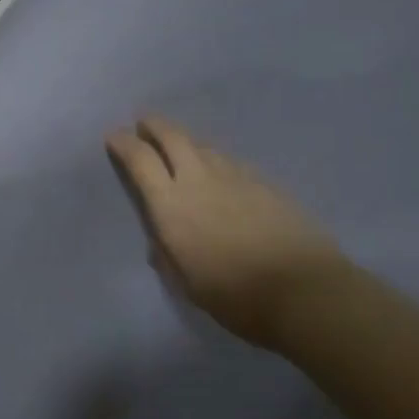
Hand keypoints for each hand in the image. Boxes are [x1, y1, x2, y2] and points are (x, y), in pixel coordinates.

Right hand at [105, 117, 343, 344]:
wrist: (304, 290)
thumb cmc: (235, 296)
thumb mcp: (187, 284)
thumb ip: (168, 256)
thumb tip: (160, 242)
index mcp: (171, 206)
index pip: (140, 161)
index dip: (124, 144)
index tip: (114, 136)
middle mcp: (199, 180)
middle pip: (173, 138)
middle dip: (154, 126)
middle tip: (144, 122)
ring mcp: (236, 177)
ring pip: (204, 146)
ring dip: (186, 142)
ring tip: (180, 147)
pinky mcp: (265, 183)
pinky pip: (230, 161)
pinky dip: (215, 159)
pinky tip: (219, 172)